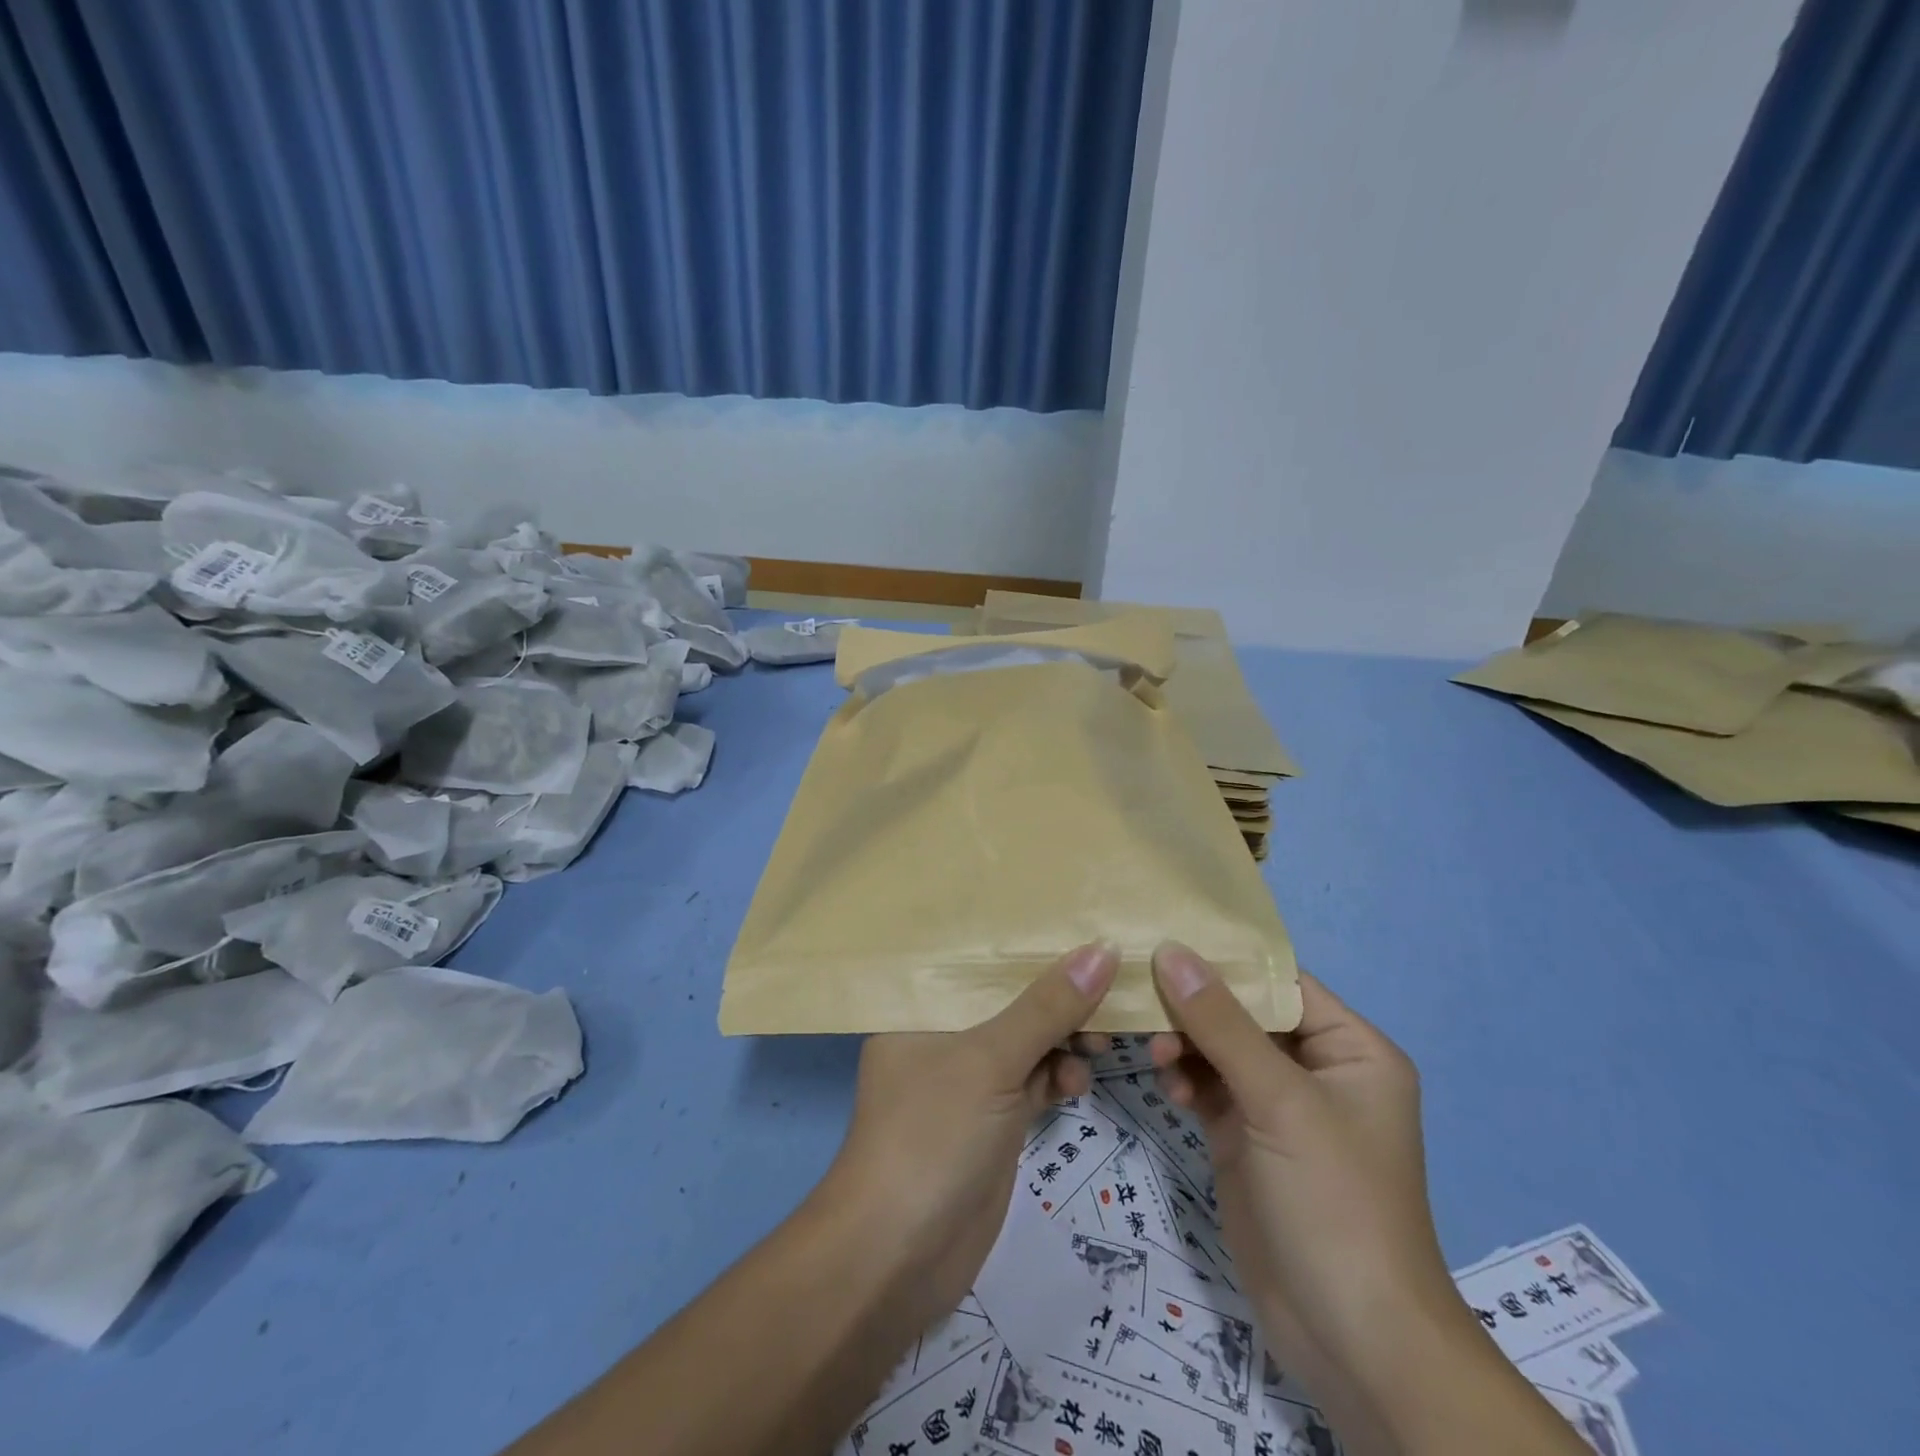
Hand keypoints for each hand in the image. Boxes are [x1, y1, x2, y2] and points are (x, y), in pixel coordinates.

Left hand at [824, 941, 1119, 1331]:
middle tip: (1107, 994)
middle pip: (1006, 1003)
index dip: (1026, 948)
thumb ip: (1046, 1008)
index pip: (977, 963)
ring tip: (1099, 1044)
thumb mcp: (990, 1061)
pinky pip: (1031, 1084)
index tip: (1080, 931)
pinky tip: (1079, 1083)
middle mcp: (939, 1038)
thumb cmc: (932, 1136)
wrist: (898, 1260)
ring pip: (1024, 1045)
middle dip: (1055, 1000)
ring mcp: (965, 1084)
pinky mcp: (990, 1124)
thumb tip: (1104, 950)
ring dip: (1063, 1041)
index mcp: (918, 1009)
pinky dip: (1057, 1079)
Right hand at [1145, 943, 1460, 1405]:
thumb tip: (1171, 951)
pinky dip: (1186, 1080)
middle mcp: (1317, 1068)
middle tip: (1143, 998)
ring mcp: (1279, 1106)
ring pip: (1220, 1048)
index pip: (1280, 981)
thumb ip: (1221, 1022)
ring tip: (1156, 1053)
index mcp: (1351, 1048)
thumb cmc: (1334, 1202)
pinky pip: (1209, 1087)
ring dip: (1185, 1044)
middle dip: (1195, 1006)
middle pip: (1244, 1013)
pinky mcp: (1247, 1137)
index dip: (1225, 960)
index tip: (1162, 941)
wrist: (1351, 1340)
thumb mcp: (1280, 1102)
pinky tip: (1169, 1089)